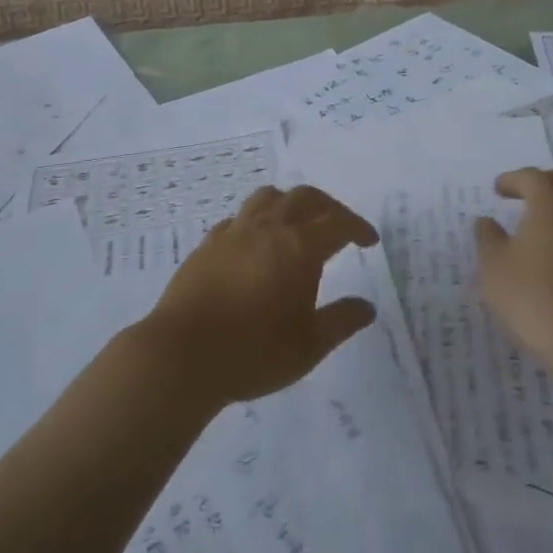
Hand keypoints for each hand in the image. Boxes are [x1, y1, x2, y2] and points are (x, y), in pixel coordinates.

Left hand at [142, 185, 379, 405]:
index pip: (338, 223)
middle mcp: (269, 228)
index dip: (358, 228)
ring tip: (296, 225)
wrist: (183, 355)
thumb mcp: (310, 345)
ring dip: (290, 204)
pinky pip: (239, 218)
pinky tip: (255, 244)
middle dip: (328, 207)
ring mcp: (234, 232)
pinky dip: (257, 221)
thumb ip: (342, 321)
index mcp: (300, 247)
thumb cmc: (254, 352)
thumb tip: (367, 307)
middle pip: (305, 197)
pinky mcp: (208, 244)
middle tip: (339, 226)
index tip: (369, 241)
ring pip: (268, 197)